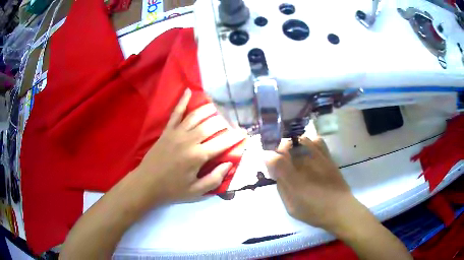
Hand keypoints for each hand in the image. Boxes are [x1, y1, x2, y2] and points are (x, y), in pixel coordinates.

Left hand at [131, 89, 244, 207]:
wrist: (146, 184)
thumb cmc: (172, 190)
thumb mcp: (196, 192)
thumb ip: (215, 179)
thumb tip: (229, 164)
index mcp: (198, 156)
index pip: (223, 142)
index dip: (236, 137)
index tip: (245, 133)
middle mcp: (189, 140)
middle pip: (211, 125)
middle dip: (225, 123)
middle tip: (233, 123)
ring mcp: (177, 133)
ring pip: (196, 116)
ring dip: (209, 110)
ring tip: (219, 108)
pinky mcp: (167, 131)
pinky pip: (176, 113)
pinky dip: (182, 101)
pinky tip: (188, 91)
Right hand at [264, 137, 357, 231]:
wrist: (339, 208)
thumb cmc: (313, 211)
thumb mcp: (291, 206)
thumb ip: (281, 187)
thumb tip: (276, 174)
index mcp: (291, 177)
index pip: (273, 157)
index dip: (268, 158)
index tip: (271, 166)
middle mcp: (303, 162)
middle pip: (285, 145)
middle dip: (279, 152)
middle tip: (282, 163)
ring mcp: (317, 156)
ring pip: (299, 140)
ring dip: (293, 146)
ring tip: (295, 156)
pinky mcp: (327, 156)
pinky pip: (316, 140)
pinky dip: (310, 142)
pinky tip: (309, 151)